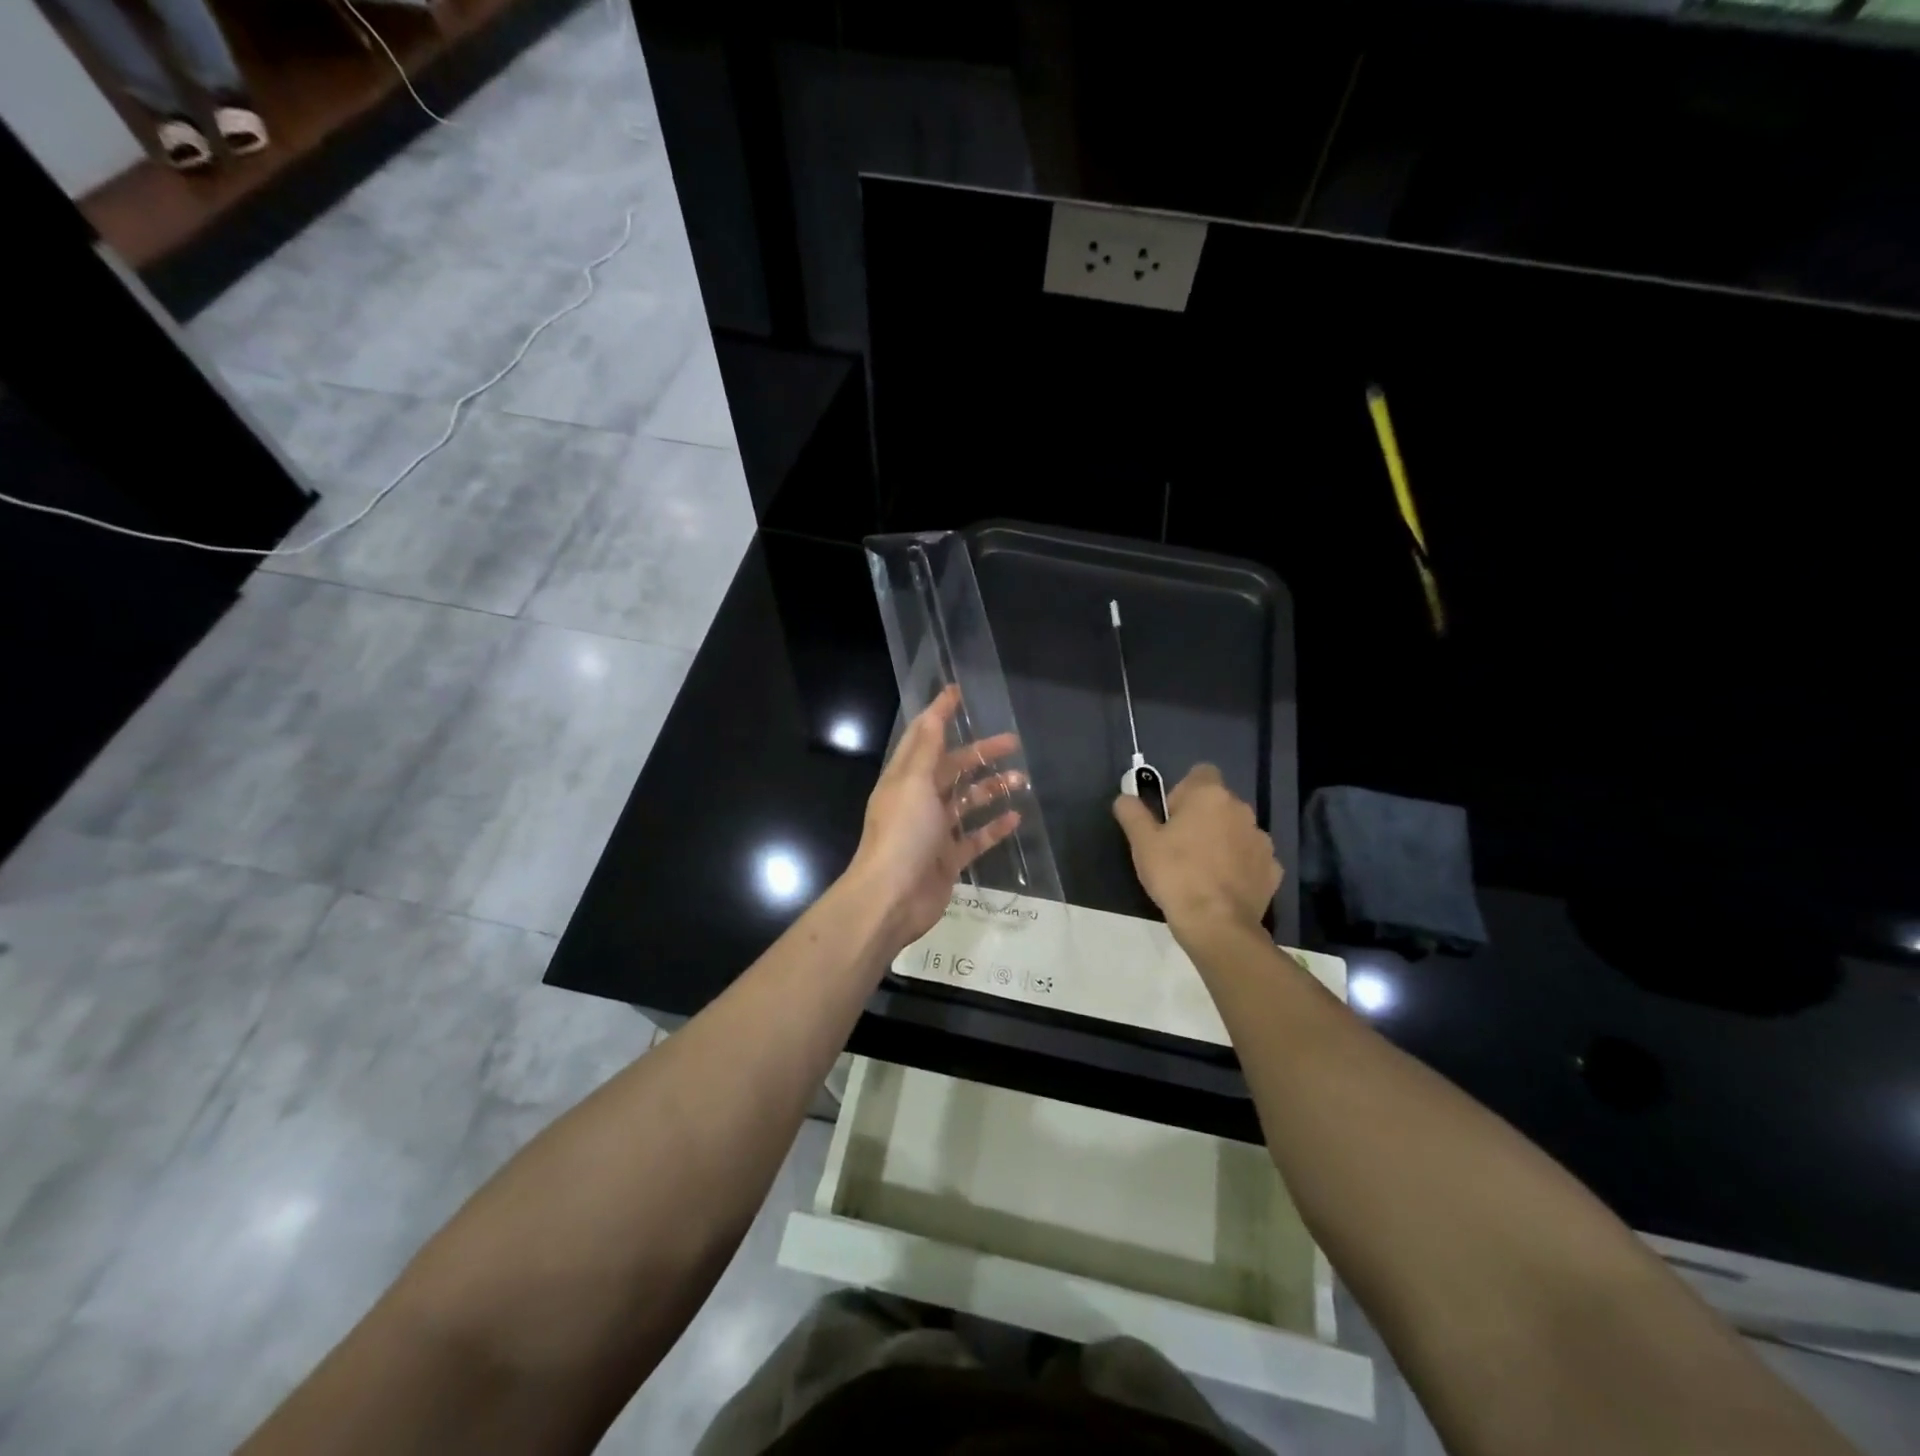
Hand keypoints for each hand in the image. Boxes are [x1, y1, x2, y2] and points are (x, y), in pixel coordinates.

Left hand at [848, 686, 1024, 950]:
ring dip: (993, 789)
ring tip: (1023, 779)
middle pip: (953, 768)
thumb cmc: (902, 834)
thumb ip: (927, 746)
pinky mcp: (948, 858)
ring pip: (968, 802)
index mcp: (905, 778)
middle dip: (981, 754)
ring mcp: (934, 831)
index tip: (960, 693)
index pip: (924, 737)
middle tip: (1013, 742)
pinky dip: (994, 827)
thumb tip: (935, 708)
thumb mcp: (913, 782)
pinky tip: (1017, 817)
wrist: (892, 898)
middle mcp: (919, 800)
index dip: (940, 714)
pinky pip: (976, 837)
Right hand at [1113, 764, 1279, 939]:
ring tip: (1201, 870)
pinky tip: (1222, 887)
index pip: (1201, 773)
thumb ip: (1132, 812)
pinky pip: (1251, 858)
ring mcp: (1262, 840)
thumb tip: (1125, 798)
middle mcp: (1242, 810)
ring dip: (1222, 841)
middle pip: (1219, 803)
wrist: (1216, 924)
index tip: (1170, 817)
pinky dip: (1239, 866)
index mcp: (1210, 795)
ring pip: (1236, 831)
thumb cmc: (1175, 874)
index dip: (1183, 791)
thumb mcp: (1141, 842)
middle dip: (1202, 818)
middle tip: (1179, 847)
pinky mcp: (1273, 869)